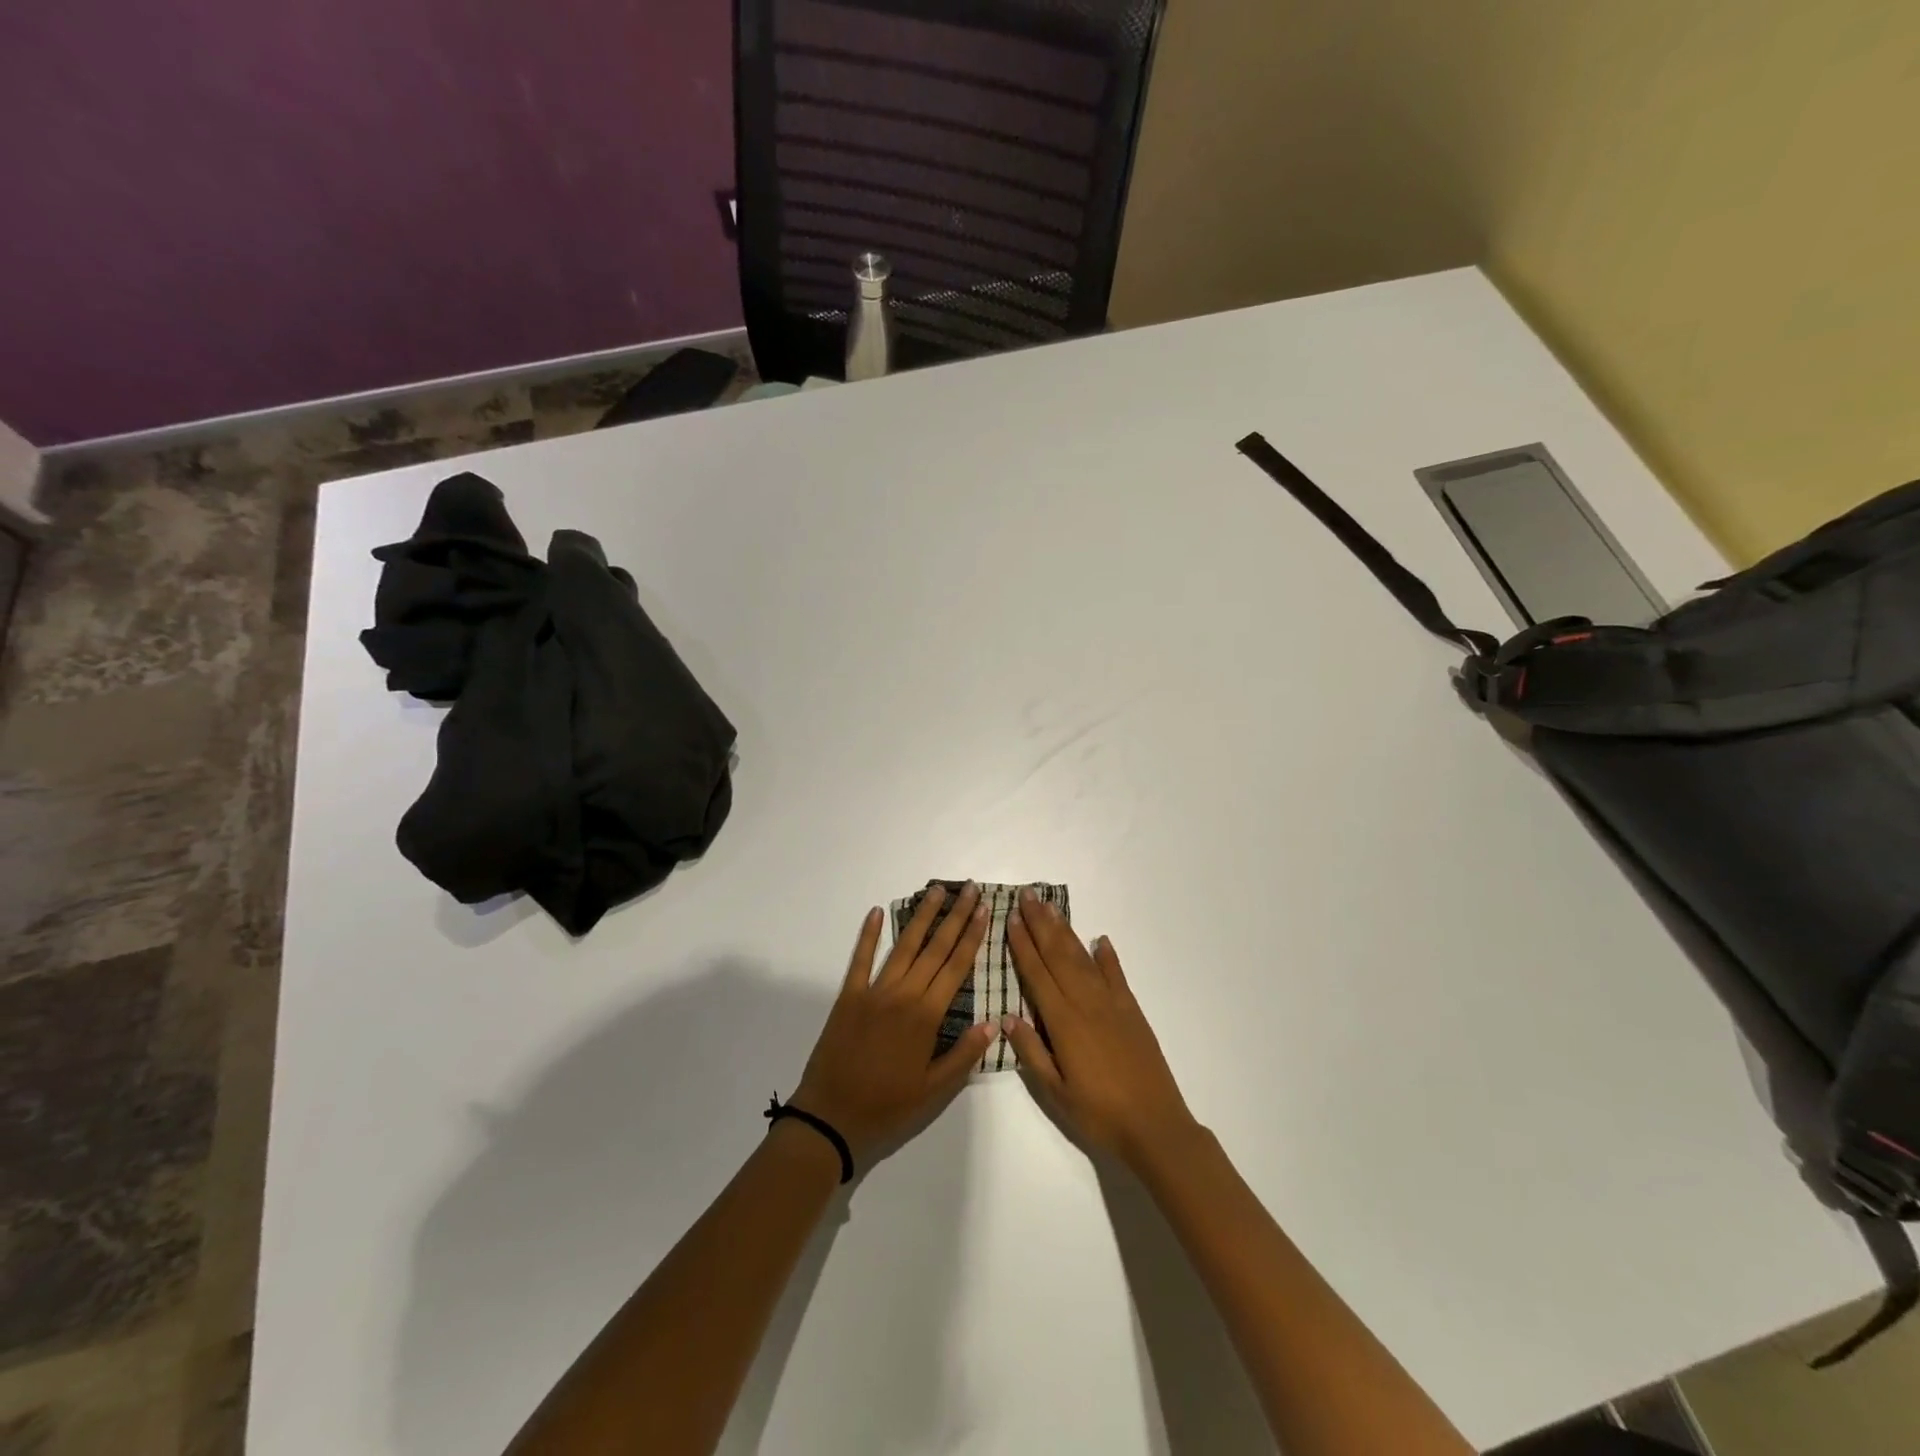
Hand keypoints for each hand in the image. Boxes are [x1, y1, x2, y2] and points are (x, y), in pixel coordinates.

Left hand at [791, 884, 994, 1167]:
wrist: (831, 1117)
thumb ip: (964, 1055)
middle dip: (955, 917)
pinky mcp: (849, 996)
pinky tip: (877, 911)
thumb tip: (994, 1023)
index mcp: (927, 1017)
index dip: (972, 937)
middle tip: (969, 889)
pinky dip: (869, 935)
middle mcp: (904, 995)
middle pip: (935, 949)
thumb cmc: (887, 1107)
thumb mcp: (934, 1091)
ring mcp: (874, 992)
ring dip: (922, 917)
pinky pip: (860, 959)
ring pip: (904, 947)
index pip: (956, 967)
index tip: (983, 911)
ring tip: (936, 891)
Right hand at [1004, 889, 1197, 1167]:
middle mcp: (1086, 1004)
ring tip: (1052, 908)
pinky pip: (1116, 976)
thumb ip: (1032, 1052)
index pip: (1037, 974)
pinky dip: (1107, 956)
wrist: (1156, 1126)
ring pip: (1084, 959)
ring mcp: (1112, 1004)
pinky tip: (1100, 940)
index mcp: (1064, 1023)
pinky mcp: (1132, 1012)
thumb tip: (1008, 1017)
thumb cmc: (1099, 1115)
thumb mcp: (1055, 1092)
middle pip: (1058, 955)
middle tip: (1028, 895)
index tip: (1011, 918)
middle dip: (1041, 924)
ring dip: (1066, 931)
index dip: (1022, 945)